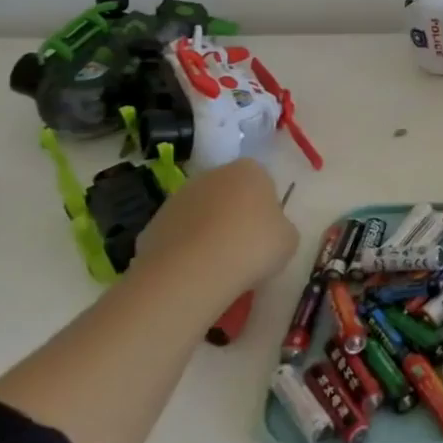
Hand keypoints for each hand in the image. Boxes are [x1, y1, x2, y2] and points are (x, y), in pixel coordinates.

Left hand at [134, 158, 298, 306]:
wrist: (192, 272)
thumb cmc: (252, 246)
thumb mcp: (288, 239)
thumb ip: (281, 227)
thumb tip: (269, 231)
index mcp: (249, 170)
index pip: (262, 180)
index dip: (267, 206)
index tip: (268, 231)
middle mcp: (212, 174)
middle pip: (229, 193)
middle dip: (235, 214)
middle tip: (245, 247)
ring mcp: (178, 197)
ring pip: (201, 213)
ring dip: (209, 231)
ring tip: (219, 265)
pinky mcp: (154, 224)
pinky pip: (179, 235)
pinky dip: (186, 249)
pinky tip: (194, 272)